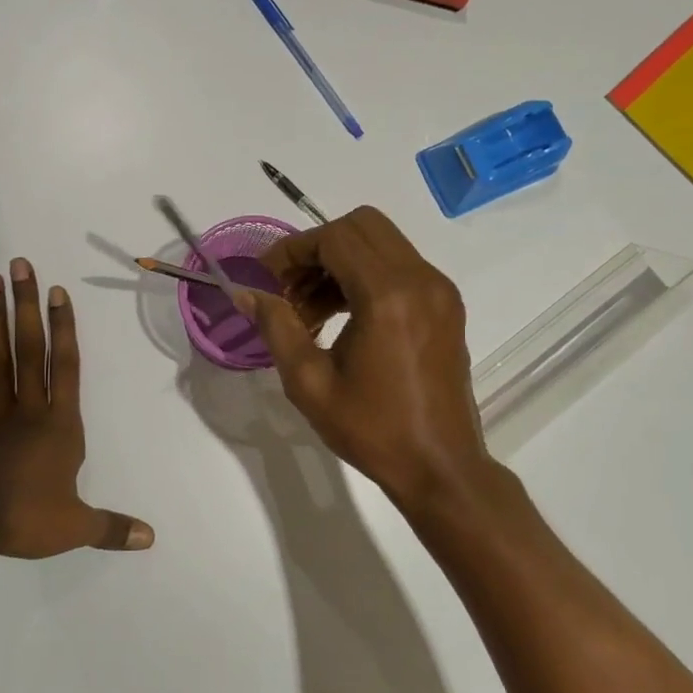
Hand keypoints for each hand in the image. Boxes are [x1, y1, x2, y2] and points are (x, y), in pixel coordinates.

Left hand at [0, 259, 153, 558]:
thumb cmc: (25, 518)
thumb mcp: (76, 527)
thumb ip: (112, 527)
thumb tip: (151, 538)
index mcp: (59, 427)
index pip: (65, 368)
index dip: (64, 329)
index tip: (56, 292)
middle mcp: (27, 410)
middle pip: (28, 350)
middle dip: (25, 307)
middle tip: (18, 265)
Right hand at [238, 207, 491, 510]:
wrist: (441, 467)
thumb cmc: (373, 429)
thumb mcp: (310, 383)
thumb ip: (277, 327)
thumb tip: (246, 293)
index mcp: (388, 296)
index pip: (335, 238)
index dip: (294, 250)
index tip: (266, 277)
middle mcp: (420, 279)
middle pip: (362, 226)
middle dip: (318, 247)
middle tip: (290, 287)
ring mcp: (439, 290)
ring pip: (382, 243)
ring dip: (340, 262)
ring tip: (309, 311)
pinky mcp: (446, 304)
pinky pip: (399, 266)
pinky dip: (365, 275)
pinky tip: (341, 316)